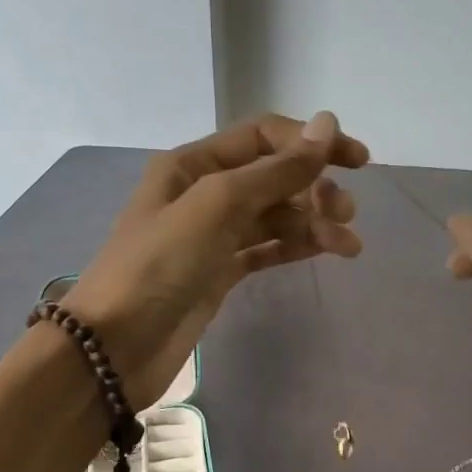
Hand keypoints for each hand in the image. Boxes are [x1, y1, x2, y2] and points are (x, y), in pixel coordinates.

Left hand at [65, 112, 367, 406]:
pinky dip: (296, 245)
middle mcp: (203, 191)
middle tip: (345, 214)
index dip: (311, 142)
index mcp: (193, 163)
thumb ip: (275, 170)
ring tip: (348, 245)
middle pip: (273, 176)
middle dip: (314, 187)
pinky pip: (266, 247)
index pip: (263, 137)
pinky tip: (326, 250)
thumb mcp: (217, 206)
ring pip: (274, 215)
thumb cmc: (160, 265)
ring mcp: (212, 234)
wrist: (115, 347)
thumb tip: (326, 125)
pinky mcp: (219, 271)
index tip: (357, 161)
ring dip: (312, 222)